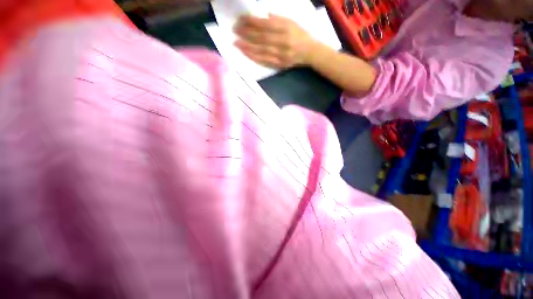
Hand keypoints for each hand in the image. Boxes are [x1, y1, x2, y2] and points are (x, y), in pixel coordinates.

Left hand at [234, 14, 316, 67]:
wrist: (310, 52)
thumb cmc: (301, 34)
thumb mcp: (292, 21)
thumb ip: (278, 18)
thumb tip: (263, 16)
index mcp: (287, 29)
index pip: (266, 25)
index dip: (252, 22)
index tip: (241, 20)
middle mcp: (284, 42)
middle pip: (262, 38)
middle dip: (247, 34)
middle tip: (235, 30)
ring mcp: (281, 55)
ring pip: (262, 51)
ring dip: (248, 47)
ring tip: (236, 43)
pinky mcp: (280, 64)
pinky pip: (265, 62)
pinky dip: (255, 58)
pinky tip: (246, 54)